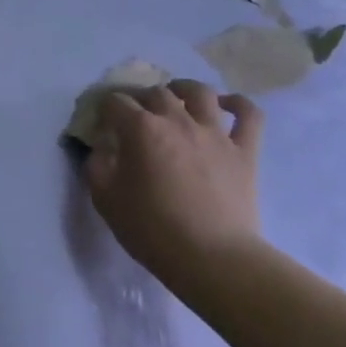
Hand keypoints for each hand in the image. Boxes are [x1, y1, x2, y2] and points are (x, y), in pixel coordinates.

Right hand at [85, 80, 264, 282]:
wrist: (212, 257)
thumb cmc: (151, 229)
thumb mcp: (105, 198)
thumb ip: (97, 164)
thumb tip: (102, 147)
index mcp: (141, 129)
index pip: (115, 102)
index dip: (104, 108)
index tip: (101, 122)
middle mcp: (177, 120)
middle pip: (156, 93)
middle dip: (141, 99)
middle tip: (136, 115)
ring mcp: (215, 133)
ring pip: (201, 93)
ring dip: (184, 89)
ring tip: (177, 96)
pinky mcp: (244, 151)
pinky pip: (248, 115)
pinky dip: (238, 104)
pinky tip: (226, 105)